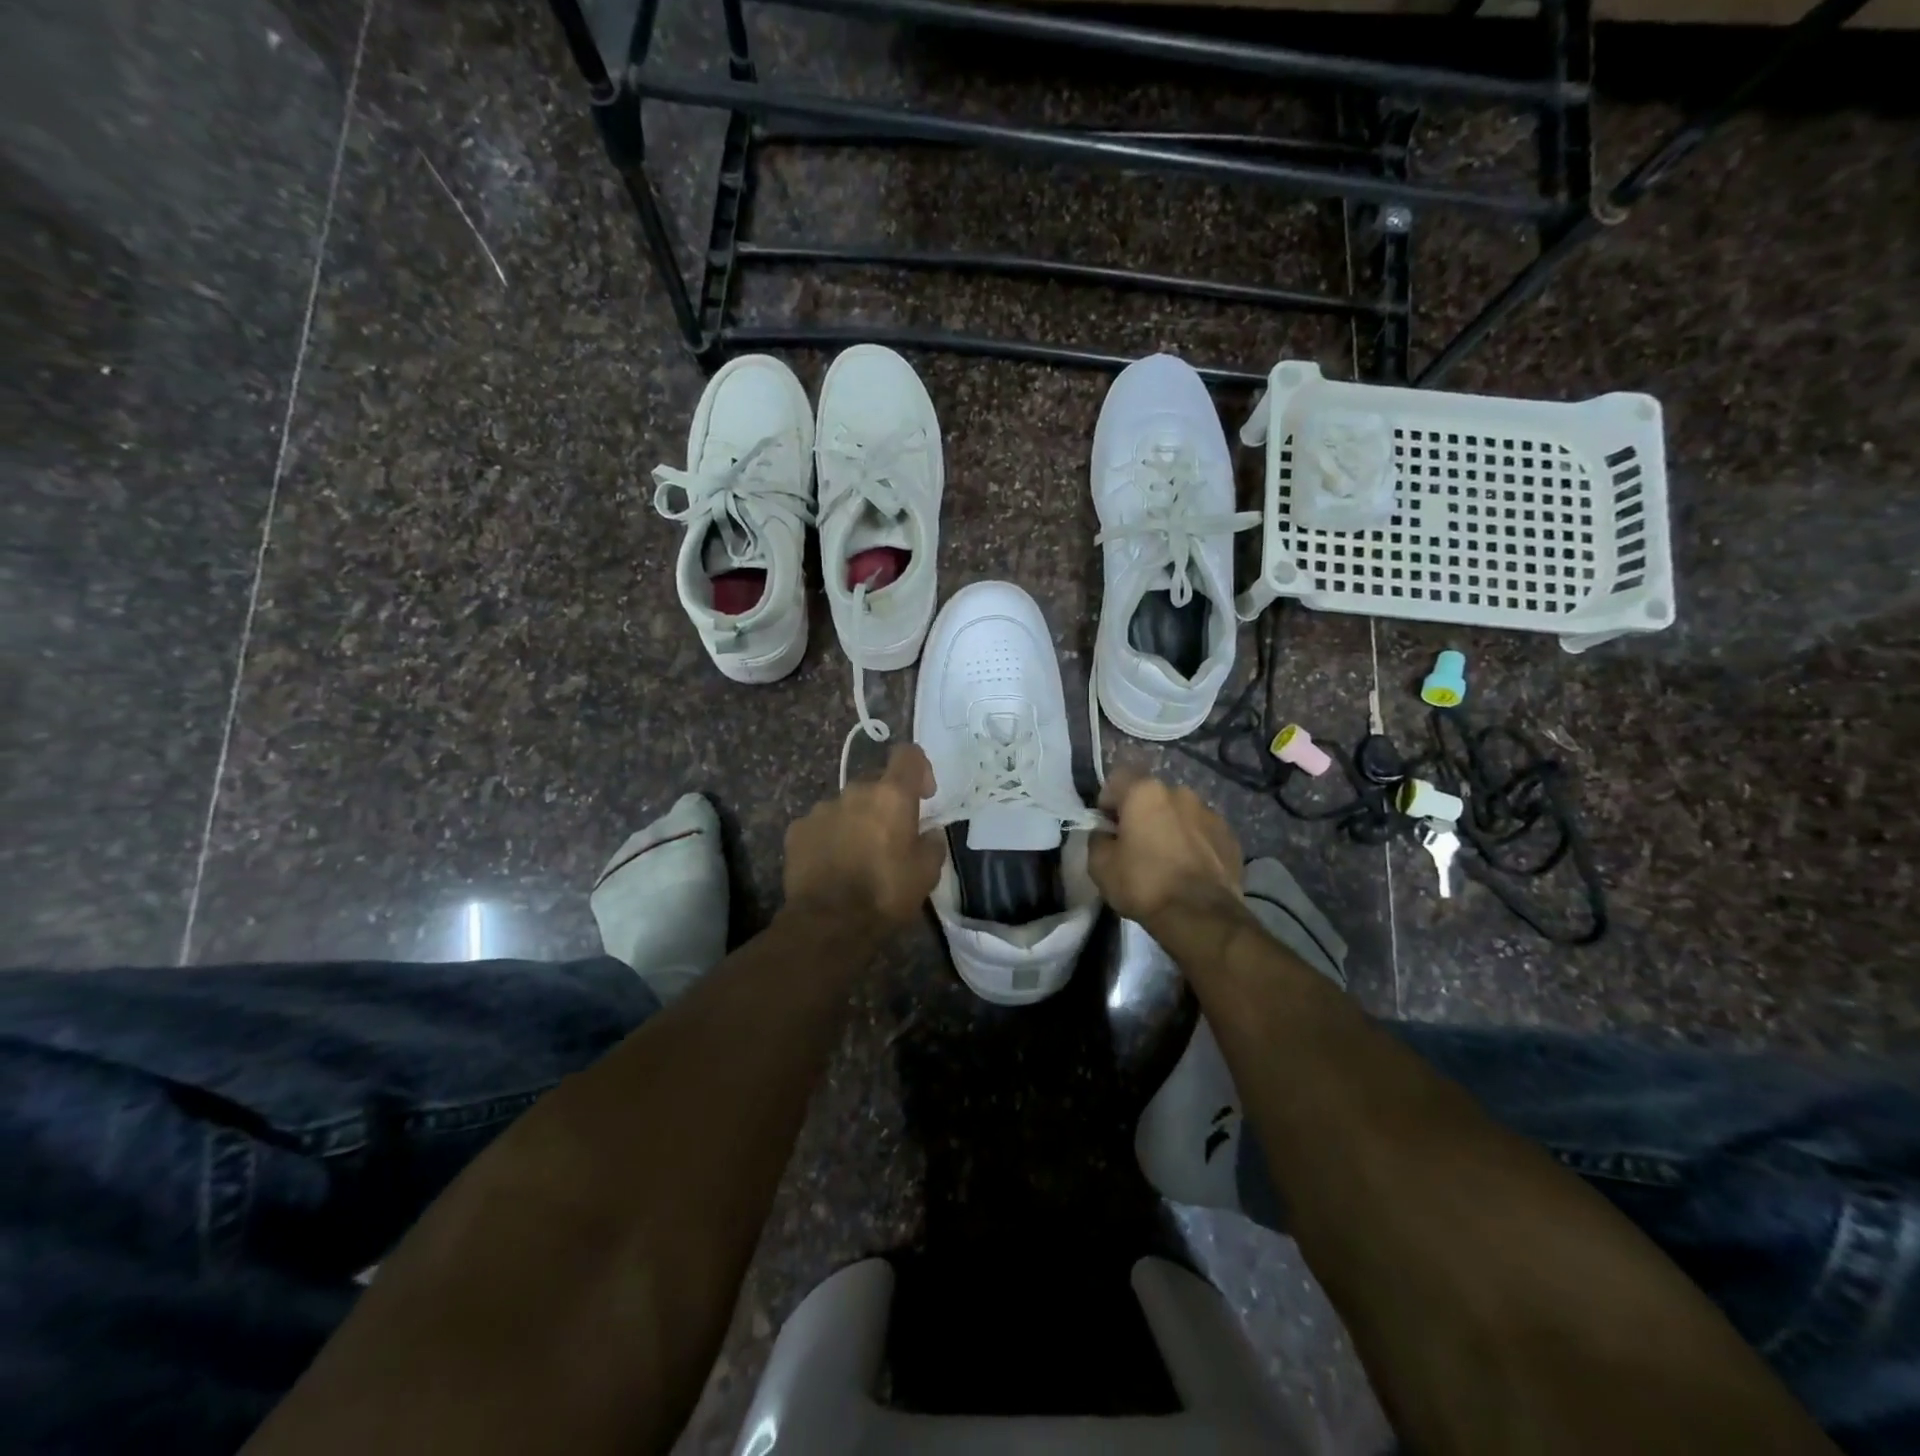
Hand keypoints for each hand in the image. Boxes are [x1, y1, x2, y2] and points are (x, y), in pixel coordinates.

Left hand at [783, 744, 943, 925]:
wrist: (828, 923)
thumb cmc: (886, 894)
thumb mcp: (927, 873)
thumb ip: (932, 843)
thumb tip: (930, 832)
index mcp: (891, 795)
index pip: (908, 754)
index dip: (919, 768)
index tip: (924, 795)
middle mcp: (855, 792)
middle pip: (875, 783)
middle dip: (885, 803)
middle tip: (890, 837)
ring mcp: (821, 809)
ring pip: (846, 805)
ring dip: (855, 821)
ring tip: (857, 856)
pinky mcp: (796, 830)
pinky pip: (820, 825)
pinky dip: (829, 837)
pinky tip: (831, 865)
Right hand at [1087, 772, 1242, 925]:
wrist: (1201, 916)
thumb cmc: (1144, 884)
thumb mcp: (1100, 865)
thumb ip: (1098, 839)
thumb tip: (1106, 834)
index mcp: (1145, 792)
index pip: (1117, 779)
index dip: (1107, 801)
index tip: (1108, 828)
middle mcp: (1180, 792)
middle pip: (1151, 796)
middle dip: (1142, 814)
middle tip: (1135, 846)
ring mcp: (1210, 813)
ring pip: (1180, 813)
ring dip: (1170, 827)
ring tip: (1167, 860)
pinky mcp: (1230, 836)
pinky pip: (1203, 832)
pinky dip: (1194, 843)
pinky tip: (1190, 870)